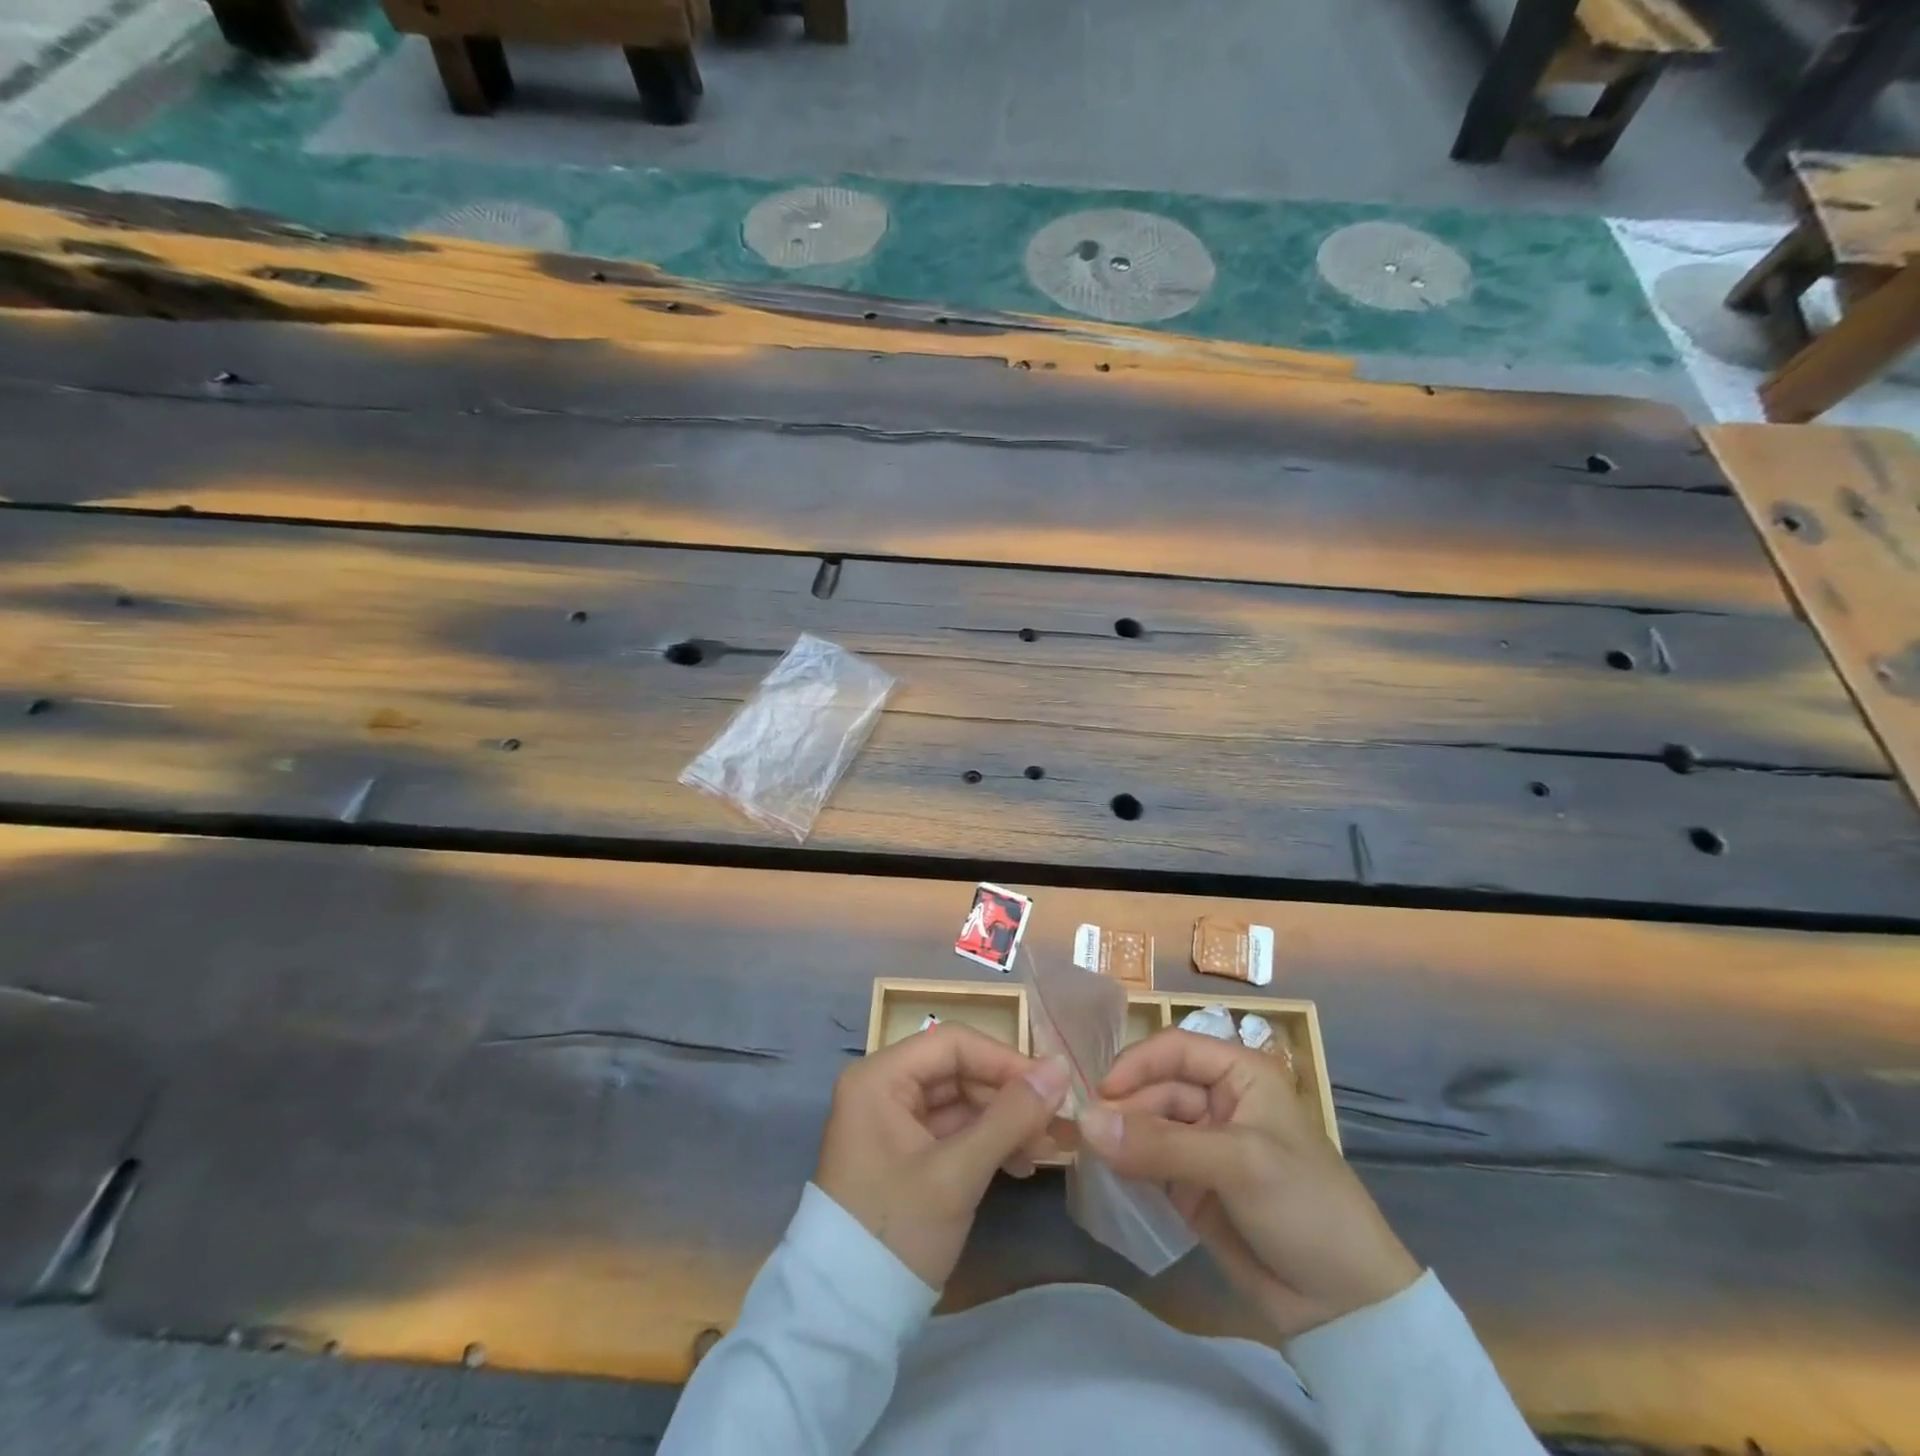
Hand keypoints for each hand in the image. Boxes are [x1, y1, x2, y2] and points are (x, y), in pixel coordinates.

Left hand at [817, 1023, 1070, 1289]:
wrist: (845, 1317)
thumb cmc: (896, 1231)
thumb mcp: (957, 1173)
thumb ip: (1010, 1116)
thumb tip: (1061, 1067)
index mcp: (880, 1076)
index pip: (953, 1043)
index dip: (1005, 1059)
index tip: (1052, 1087)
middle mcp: (882, 1087)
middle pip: (957, 1070)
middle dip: (1008, 1095)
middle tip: (1055, 1123)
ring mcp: (892, 1121)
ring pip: (959, 1101)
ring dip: (1003, 1121)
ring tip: (1046, 1148)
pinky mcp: (904, 1152)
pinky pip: (952, 1130)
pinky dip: (986, 1142)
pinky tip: (1021, 1164)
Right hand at [1081, 1029, 1419, 1339]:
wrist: (1348, 1307)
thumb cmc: (1305, 1206)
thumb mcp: (1237, 1164)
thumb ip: (1160, 1144)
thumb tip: (1085, 1122)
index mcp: (1240, 1074)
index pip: (1175, 1049)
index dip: (1136, 1063)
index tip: (1101, 1093)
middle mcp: (1219, 1100)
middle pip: (1156, 1087)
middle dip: (1125, 1107)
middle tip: (1089, 1136)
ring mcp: (1205, 1144)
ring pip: (1149, 1124)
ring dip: (1122, 1137)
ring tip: (1093, 1156)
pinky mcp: (1193, 1186)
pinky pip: (1150, 1162)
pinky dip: (1128, 1164)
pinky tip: (1109, 1173)